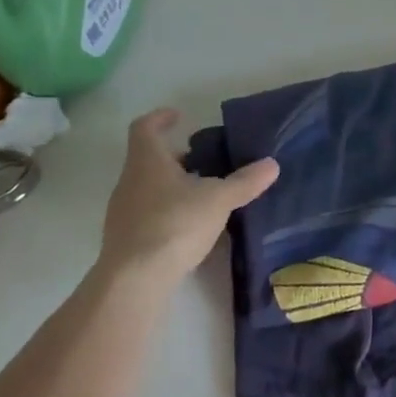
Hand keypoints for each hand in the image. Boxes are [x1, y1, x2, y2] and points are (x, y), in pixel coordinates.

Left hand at [98, 109, 279, 288]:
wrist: (134, 280)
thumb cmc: (174, 224)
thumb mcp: (218, 200)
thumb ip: (245, 182)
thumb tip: (272, 164)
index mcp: (147, 161)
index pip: (145, 127)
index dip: (161, 118)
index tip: (178, 116)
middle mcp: (129, 180)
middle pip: (148, 158)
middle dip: (175, 157)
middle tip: (203, 160)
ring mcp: (123, 211)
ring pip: (147, 187)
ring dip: (171, 185)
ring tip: (201, 193)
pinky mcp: (125, 239)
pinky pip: (146, 213)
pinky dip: (166, 211)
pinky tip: (188, 225)